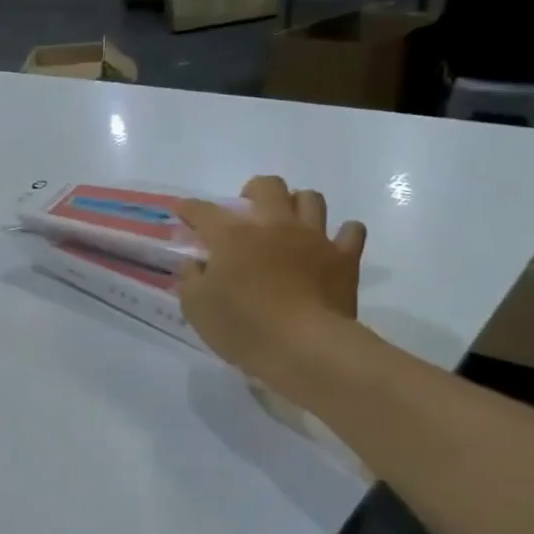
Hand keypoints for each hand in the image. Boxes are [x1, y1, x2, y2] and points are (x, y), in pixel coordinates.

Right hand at [178, 177, 365, 384]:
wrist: (304, 347)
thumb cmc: (243, 326)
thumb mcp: (197, 307)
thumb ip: (191, 278)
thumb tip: (194, 263)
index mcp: (233, 236)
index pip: (204, 211)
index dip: (189, 208)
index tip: (182, 210)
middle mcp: (274, 225)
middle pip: (268, 186)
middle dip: (254, 191)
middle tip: (248, 211)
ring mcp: (314, 238)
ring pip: (311, 199)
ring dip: (297, 204)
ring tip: (289, 222)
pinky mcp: (344, 258)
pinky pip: (351, 231)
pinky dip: (342, 234)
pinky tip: (331, 244)